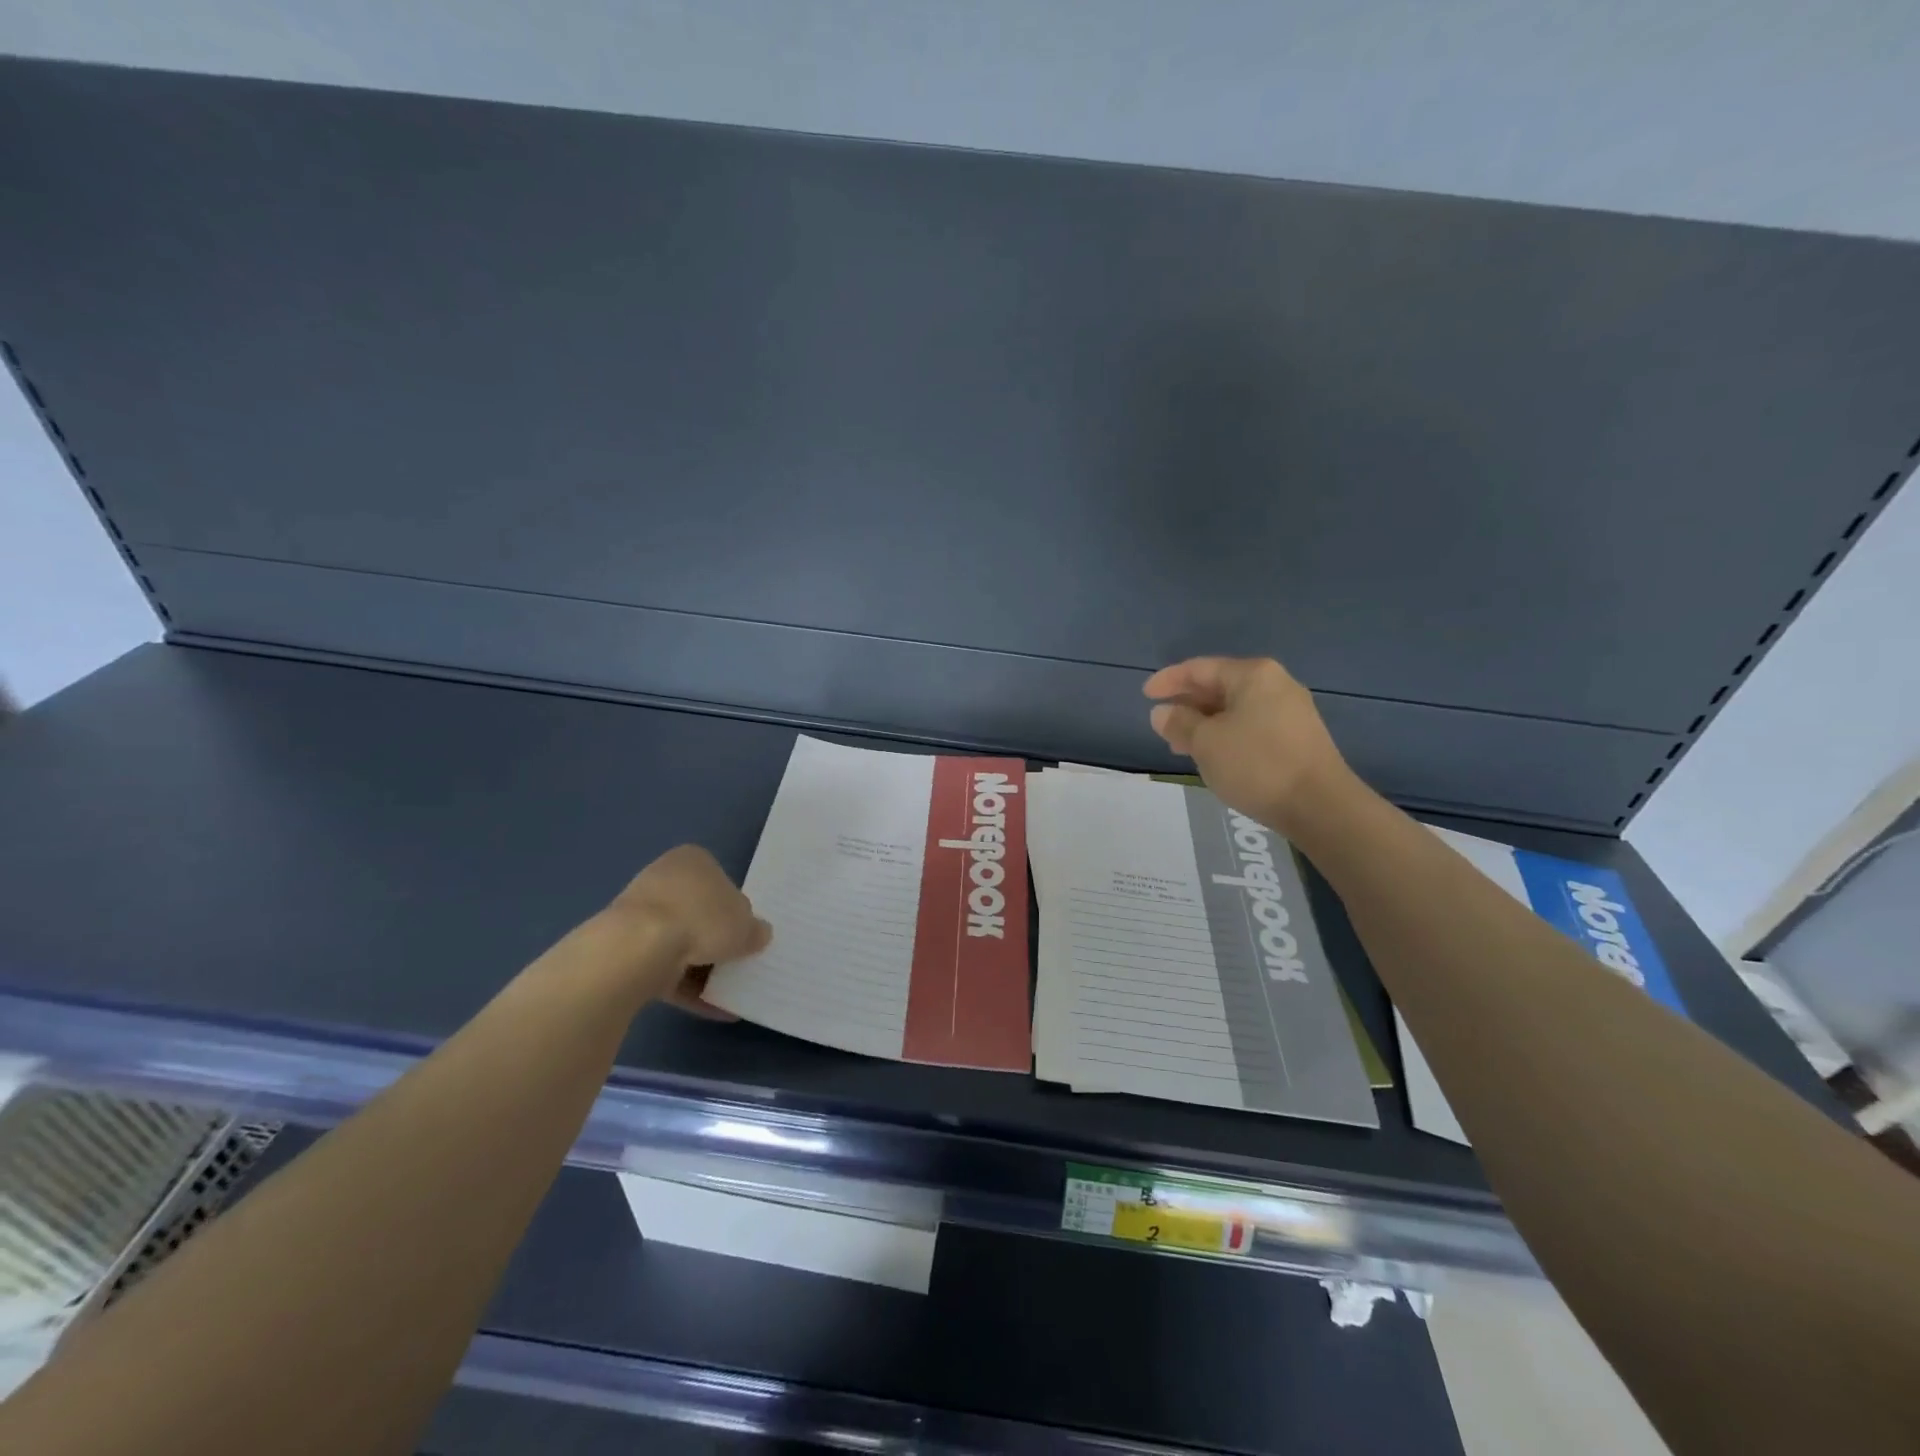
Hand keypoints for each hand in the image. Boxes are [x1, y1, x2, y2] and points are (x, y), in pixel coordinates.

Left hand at [599, 845, 771, 1015]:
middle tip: (739, 961)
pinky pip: (665, 969)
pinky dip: (687, 988)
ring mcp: (641, 915)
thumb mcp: (745, 925)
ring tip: (728, 993)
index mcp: (692, 860)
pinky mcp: (627, 950)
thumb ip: (755, 930)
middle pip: (699, 912)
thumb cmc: (701, 918)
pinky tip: (712, 1009)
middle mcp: (664, 880)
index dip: (736, 908)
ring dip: (702, 967)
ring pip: (680, 942)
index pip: (721, 881)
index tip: (746, 932)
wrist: (638, 948)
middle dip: (716, 938)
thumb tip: (759, 934)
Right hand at [1143, 656, 1354, 835]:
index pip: (1200, 668)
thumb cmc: (1257, 764)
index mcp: (1253, 675)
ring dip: (1204, 724)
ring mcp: (1290, 711)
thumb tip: (1162, 712)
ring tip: (1181, 746)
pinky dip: (1226, 735)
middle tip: (1161, 724)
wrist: (1320, 806)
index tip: (1145, 696)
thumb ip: (1180, 723)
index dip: (1168, 680)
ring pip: (1234, 709)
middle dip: (1187, 704)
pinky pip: (1250, 726)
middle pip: (1219, 686)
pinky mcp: (1297, 737)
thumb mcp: (1206, 743)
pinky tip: (1214, 756)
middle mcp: (1275, 684)